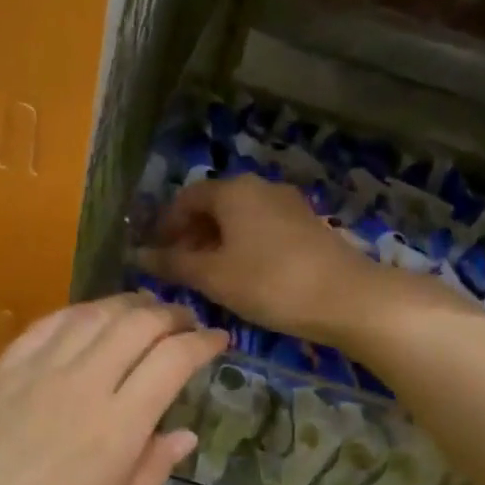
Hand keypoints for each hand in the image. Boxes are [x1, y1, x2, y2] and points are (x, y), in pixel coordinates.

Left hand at [0, 296, 227, 484]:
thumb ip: (145, 480)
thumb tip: (183, 435)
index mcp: (113, 432)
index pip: (171, 361)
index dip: (203, 343)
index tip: (219, 341)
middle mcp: (77, 387)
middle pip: (135, 324)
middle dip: (171, 315)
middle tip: (187, 324)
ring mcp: (29, 374)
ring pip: (91, 315)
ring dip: (127, 305)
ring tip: (145, 312)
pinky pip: (45, 326)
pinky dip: (79, 313)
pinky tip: (87, 321)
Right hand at [140, 175, 388, 342]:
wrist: (346, 297)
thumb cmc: (269, 282)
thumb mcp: (214, 276)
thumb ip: (173, 264)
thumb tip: (139, 255)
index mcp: (233, 191)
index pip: (186, 198)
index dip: (165, 225)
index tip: (154, 254)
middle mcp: (260, 187)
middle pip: (214, 205)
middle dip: (191, 235)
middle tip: (178, 269)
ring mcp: (288, 204)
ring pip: (240, 219)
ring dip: (217, 243)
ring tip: (208, 277)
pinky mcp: (308, 226)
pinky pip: (262, 229)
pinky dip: (243, 247)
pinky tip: (243, 277)